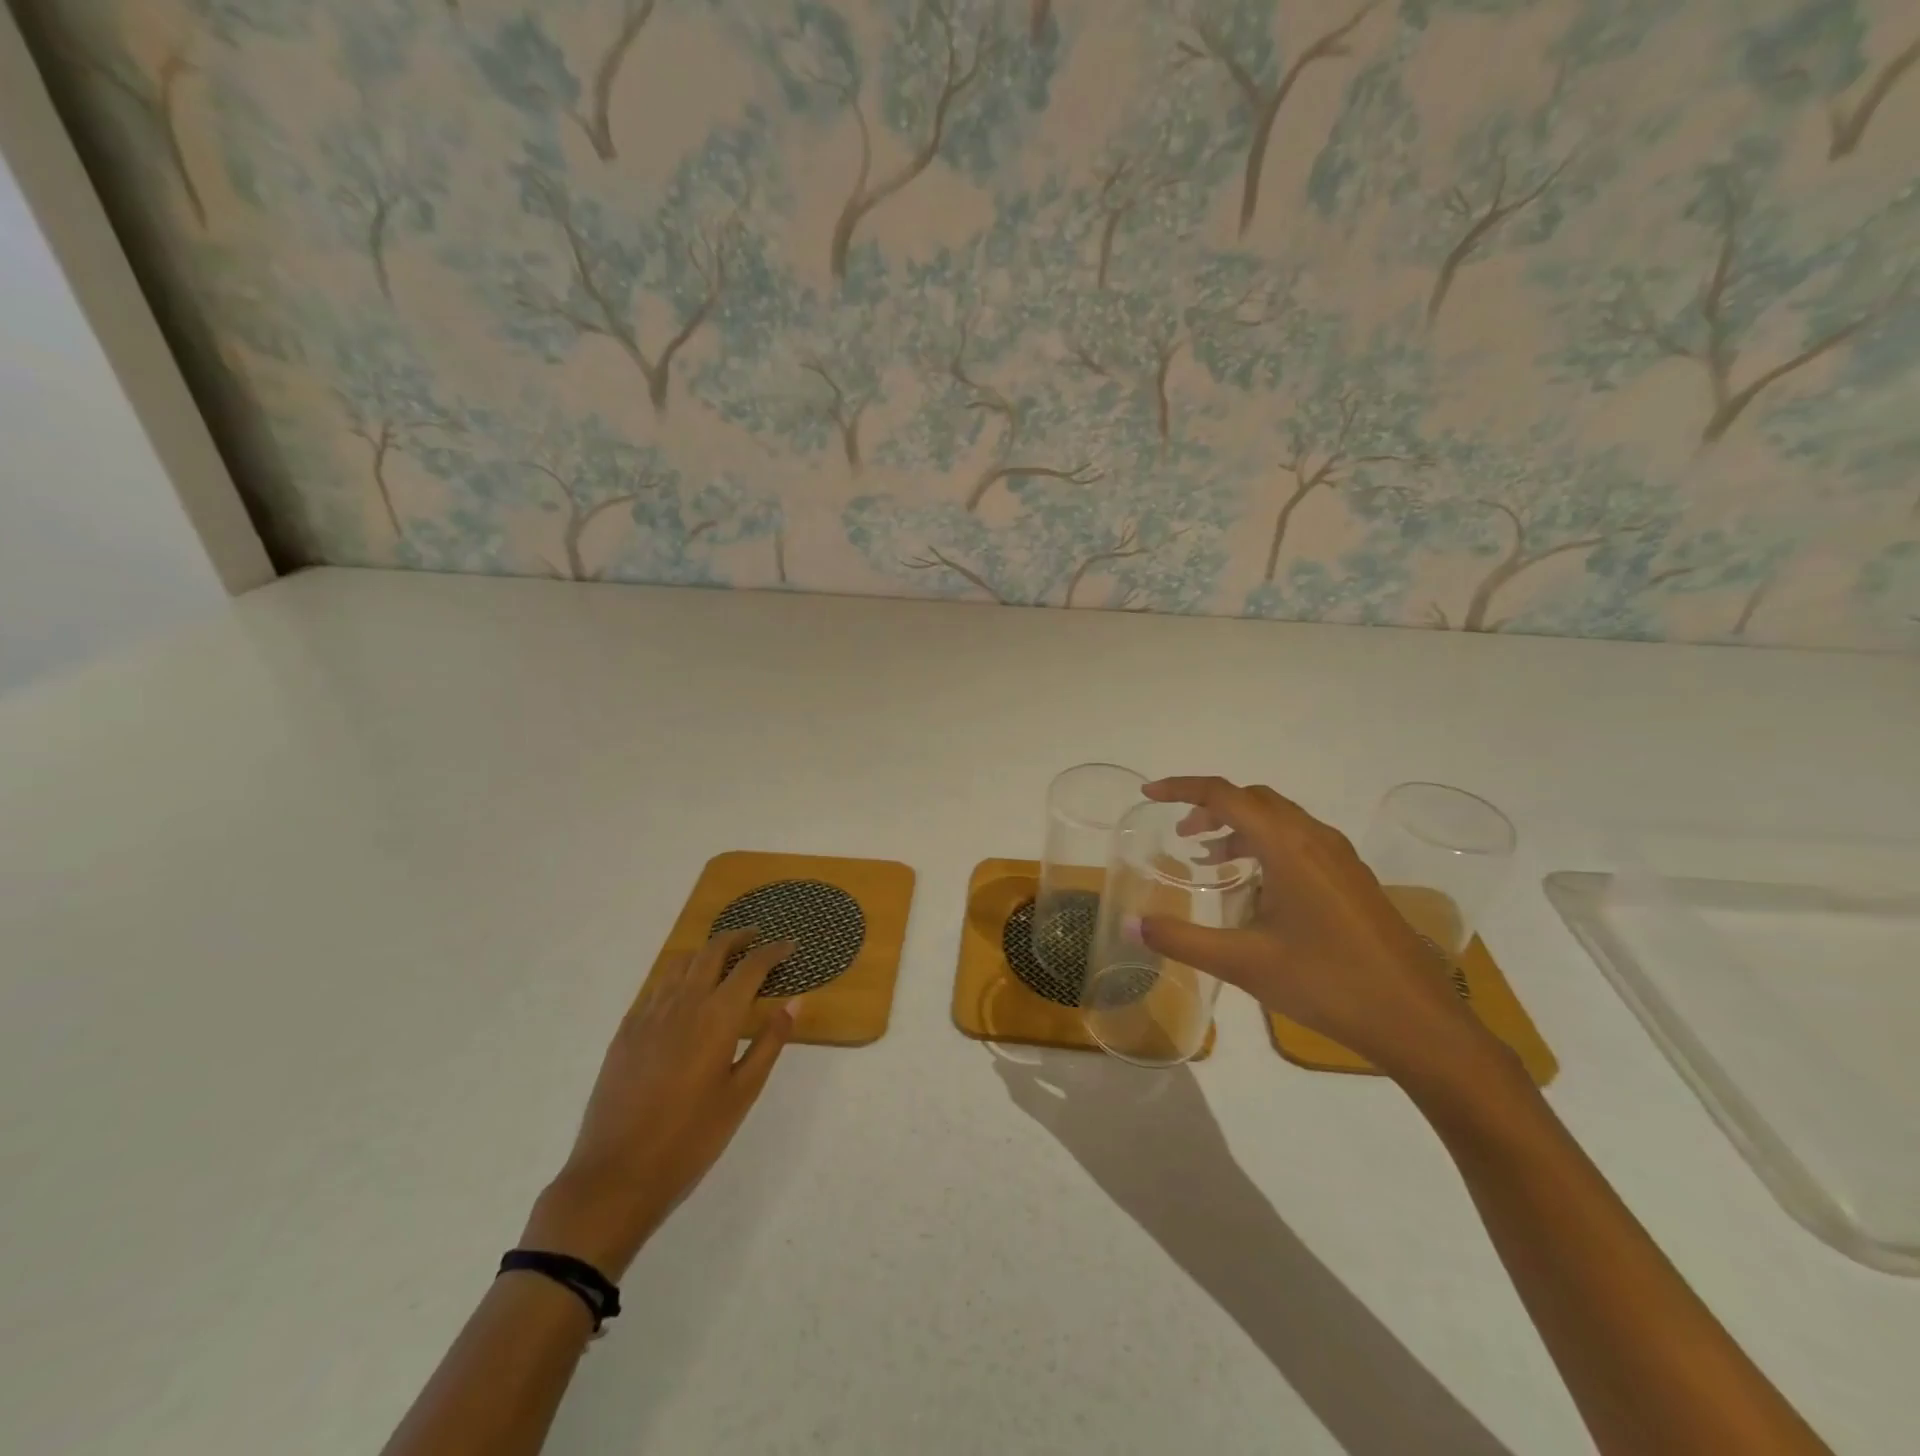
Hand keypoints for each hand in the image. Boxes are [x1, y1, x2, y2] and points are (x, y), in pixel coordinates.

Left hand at [519, 930, 798, 1277]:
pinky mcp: (626, 1030)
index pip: (751, 967)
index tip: (789, 945)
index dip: (773, 951)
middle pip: (712, 951)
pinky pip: (657, 985)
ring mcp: (649, 1013)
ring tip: (723, 959)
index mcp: (717, 1016)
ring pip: (681, 962)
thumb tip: (795, 1001)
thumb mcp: (742, 1093)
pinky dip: (679, 974)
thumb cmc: (691, 1138)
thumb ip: (770, 1042)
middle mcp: (683, 1002)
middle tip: (757, 938)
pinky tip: (685, 993)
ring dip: (706, 951)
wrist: (617, 1174)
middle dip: (738, 938)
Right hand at [1134, 776, 1505, 1083]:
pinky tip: (1257, 888)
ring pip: (1279, 819)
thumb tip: (1130, 925)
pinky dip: (1266, 845)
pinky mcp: (1353, 879)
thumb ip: (1182, 938)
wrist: (1418, 1022)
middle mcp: (1315, 838)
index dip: (1182, 788)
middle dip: (1211, 808)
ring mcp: (1340, 858)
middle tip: (1181, 834)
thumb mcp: (1244, 963)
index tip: (1149, 793)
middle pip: (1253, 799)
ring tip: (1210, 859)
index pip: (1225, 795)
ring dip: (1240, 827)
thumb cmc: (1327, 984)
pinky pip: (1300, 841)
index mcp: (1287, 846)